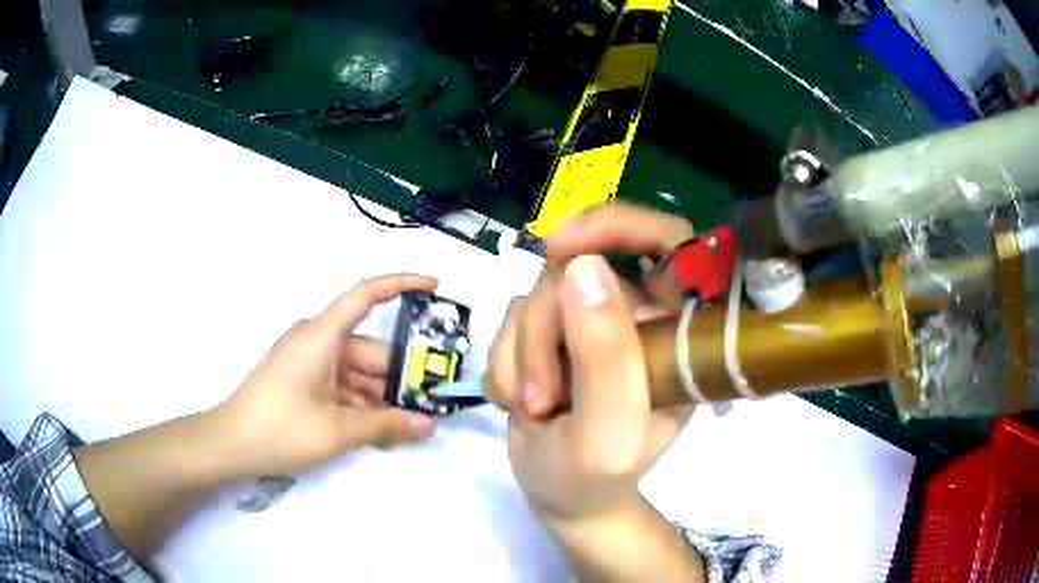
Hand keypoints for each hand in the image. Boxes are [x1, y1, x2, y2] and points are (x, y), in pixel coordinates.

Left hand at [216, 273, 439, 477]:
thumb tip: (428, 425)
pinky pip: (344, 388)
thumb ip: (386, 426)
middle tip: (435, 401)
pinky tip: (384, 432)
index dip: (402, 284)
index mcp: (322, 336)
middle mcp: (319, 342)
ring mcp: (311, 364)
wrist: (231, 445)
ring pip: (360, 375)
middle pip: (371, 351)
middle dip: (402, 376)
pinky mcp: (306, 383)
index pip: (366, 295)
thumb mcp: (337, 431)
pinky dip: (364, 407)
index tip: (435, 287)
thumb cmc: (280, 428)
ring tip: (413, 426)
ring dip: (384, 399)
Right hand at [487, 203, 695, 525]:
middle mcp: (638, 315)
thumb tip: (585, 267)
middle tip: (541, 396)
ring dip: (522, 356)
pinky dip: (506, 363)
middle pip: (579, 269)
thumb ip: (606, 357)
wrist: (560, 497)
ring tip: (533, 409)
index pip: (670, 241)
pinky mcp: (552, 332)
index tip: (561, 248)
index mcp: (676, 332)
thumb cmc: (596, 478)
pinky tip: (520, 401)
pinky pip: (513, 319)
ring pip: (538, 295)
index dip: (620, 225)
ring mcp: (591, 321)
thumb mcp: (607, 432)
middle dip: (544, 333)